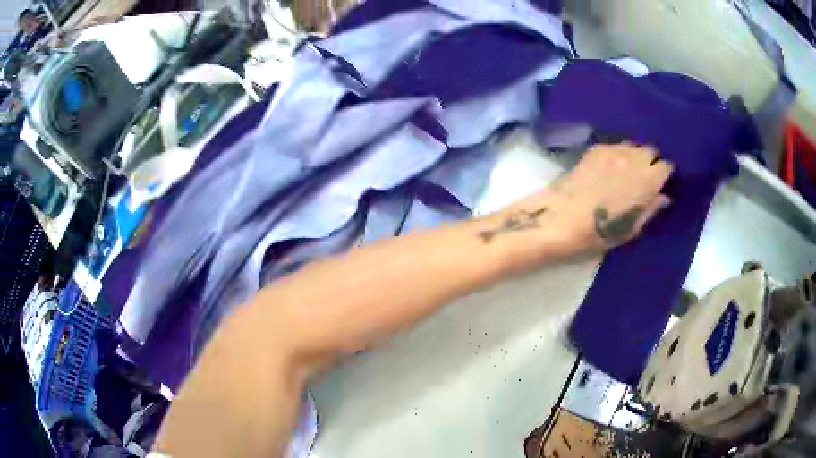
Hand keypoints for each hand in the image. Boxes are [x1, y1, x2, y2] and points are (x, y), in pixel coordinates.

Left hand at [484, 143, 673, 262]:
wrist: (561, 218)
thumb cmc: (599, 231)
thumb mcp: (631, 229)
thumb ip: (651, 209)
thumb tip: (665, 197)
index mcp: (646, 180)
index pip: (666, 165)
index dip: (667, 174)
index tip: (665, 182)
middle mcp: (632, 158)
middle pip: (650, 151)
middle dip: (652, 162)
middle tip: (648, 177)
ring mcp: (612, 150)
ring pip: (633, 146)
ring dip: (636, 156)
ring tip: (631, 170)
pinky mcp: (595, 149)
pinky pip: (615, 145)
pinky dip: (620, 153)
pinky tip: (613, 166)